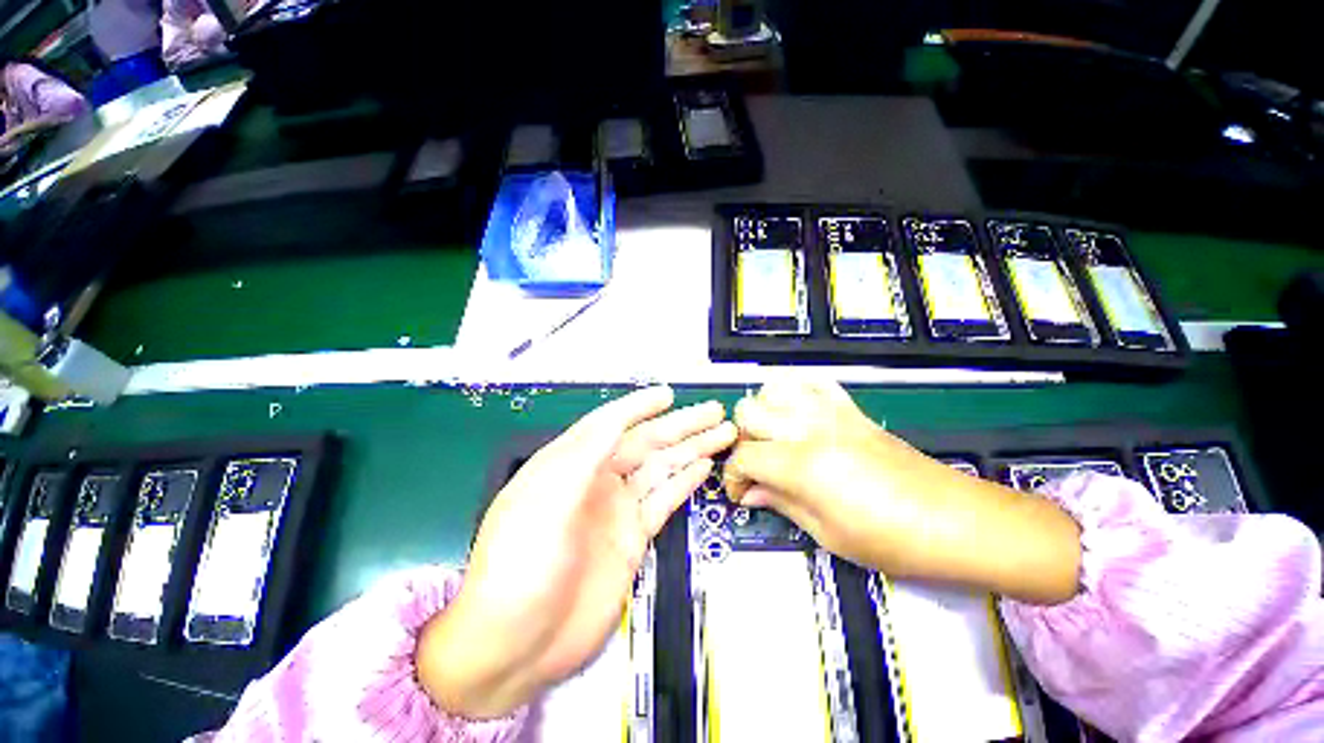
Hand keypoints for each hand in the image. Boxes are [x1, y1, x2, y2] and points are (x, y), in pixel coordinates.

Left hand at [419, 387, 736, 717]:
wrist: (517, 643)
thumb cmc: (521, 563)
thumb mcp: (545, 499)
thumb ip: (583, 455)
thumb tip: (616, 420)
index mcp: (570, 463)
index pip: (611, 423)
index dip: (640, 406)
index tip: (668, 394)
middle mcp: (597, 479)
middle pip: (646, 443)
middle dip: (681, 425)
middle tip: (714, 411)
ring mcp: (618, 509)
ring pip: (662, 468)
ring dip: (692, 449)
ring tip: (721, 433)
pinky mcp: (633, 537)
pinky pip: (664, 500)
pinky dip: (684, 482)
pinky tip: (703, 466)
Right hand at [724, 379, 1080, 603]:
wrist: (954, 519)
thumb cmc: (890, 539)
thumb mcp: (826, 533)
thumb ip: (780, 503)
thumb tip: (750, 493)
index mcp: (800, 464)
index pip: (743, 455)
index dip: (733, 476)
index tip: (742, 493)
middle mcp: (808, 427)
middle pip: (748, 412)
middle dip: (742, 439)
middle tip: (757, 466)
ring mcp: (830, 411)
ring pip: (773, 388)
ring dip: (763, 411)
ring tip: (773, 437)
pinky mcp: (850, 407)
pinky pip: (812, 382)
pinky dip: (795, 392)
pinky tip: (799, 415)